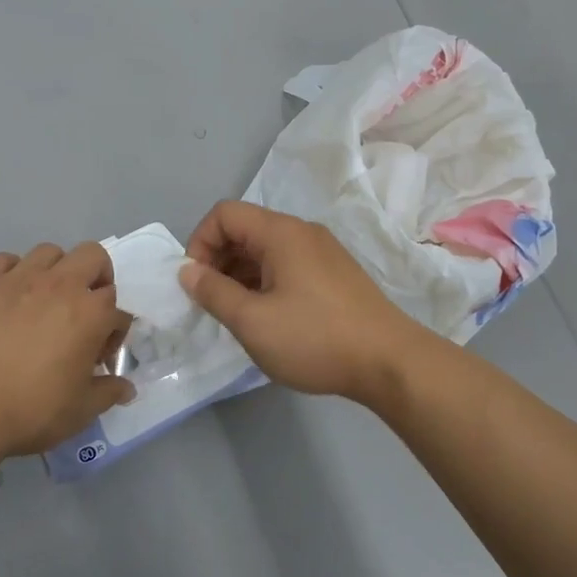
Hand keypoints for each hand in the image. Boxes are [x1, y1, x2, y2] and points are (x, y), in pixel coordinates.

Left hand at [0, 243, 134, 456]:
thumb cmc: (31, 409)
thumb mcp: (80, 410)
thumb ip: (108, 393)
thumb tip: (127, 389)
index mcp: (91, 313)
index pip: (118, 310)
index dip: (114, 334)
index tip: (98, 358)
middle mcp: (61, 284)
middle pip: (93, 256)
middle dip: (97, 278)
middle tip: (85, 309)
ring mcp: (20, 278)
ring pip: (50, 251)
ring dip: (56, 270)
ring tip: (46, 299)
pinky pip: (5, 260)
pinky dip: (12, 271)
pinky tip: (9, 295)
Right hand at [179, 201, 427, 405]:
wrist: (390, 363)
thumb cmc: (315, 338)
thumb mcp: (252, 321)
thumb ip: (213, 292)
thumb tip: (187, 271)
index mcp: (280, 232)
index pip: (224, 214)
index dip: (199, 243)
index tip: (195, 283)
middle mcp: (302, 232)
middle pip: (245, 229)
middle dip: (217, 260)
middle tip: (211, 302)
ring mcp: (322, 252)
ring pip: (266, 249)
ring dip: (240, 274)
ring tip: (235, 314)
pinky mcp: (334, 274)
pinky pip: (287, 264)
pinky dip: (265, 281)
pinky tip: (266, 316)